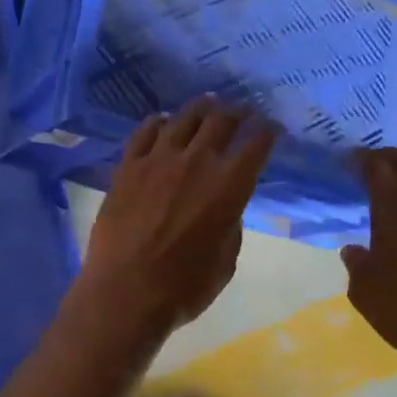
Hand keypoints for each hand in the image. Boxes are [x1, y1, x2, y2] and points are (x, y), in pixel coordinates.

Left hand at [77, 99, 276, 334]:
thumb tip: (225, 205)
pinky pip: (144, 132)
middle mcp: (196, 162)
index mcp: (229, 187)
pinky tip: (163, 121)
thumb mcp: (226, 261)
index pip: (256, 144)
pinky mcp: (127, 166)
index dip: (267, 131)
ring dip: (200, 108)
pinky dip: (158, 122)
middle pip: (221, 121)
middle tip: (242, 110)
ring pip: (183, 119)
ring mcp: (158, 160)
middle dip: (237, 112)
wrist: (125, 293)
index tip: (271, 127)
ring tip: (207, 103)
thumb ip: (230, 224)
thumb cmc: (184, 288)